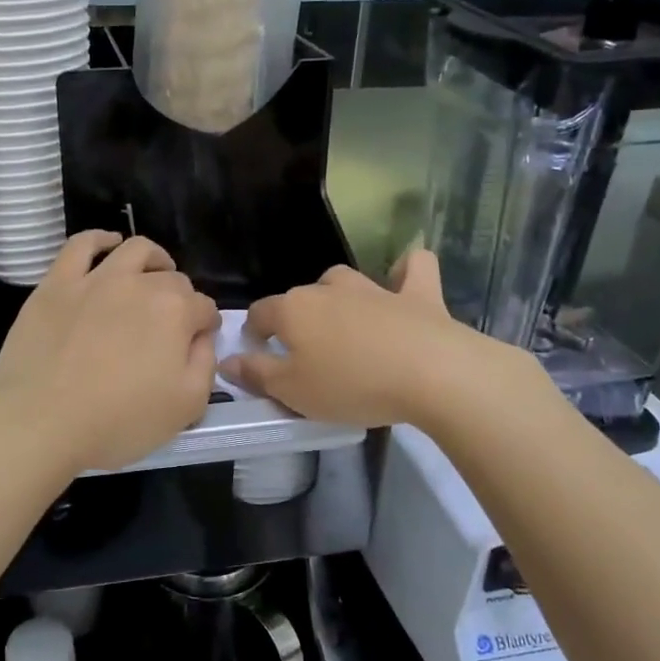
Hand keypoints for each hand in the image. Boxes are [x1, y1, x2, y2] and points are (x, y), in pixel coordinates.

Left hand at [0, 232, 219, 476]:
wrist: (40, 421)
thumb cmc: (117, 421)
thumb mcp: (186, 407)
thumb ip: (205, 364)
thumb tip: (201, 337)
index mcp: (175, 312)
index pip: (204, 308)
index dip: (205, 325)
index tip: (198, 341)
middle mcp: (140, 284)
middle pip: (172, 279)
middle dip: (181, 297)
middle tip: (170, 323)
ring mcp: (95, 279)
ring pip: (134, 250)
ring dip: (153, 259)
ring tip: (153, 273)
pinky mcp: (57, 283)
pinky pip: (81, 244)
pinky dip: (100, 239)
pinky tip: (108, 244)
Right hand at [219, 250, 550, 429]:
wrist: (432, 374)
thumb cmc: (352, 386)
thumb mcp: (293, 392)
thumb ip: (257, 374)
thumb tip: (227, 360)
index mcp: (294, 310)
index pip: (260, 312)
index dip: (255, 331)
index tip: (259, 353)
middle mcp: (329, 289)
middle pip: (301, 297)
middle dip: (297, 319)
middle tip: (307, 353)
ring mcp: (375, 287)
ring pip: (344, 281)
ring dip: (338, 297)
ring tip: (344, 325)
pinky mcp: (419, 293)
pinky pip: (412, 269)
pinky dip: (405, 273)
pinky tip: (404, 283)